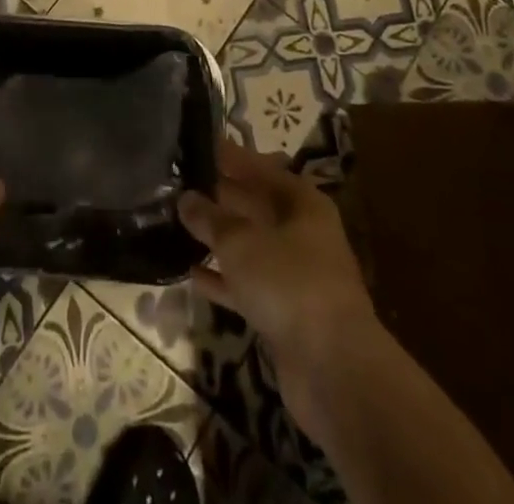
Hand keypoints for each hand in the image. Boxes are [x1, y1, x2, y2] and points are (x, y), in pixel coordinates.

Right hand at [179, 138, 381, 437]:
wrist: (333, 370)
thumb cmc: (289, 283)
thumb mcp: (241, 241)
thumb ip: (210, 218)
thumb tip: (186, 198)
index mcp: (302, 203)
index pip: (261, 167)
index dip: (232, 156)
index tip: (200, 144)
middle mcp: (303, 233)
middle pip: (257, 205)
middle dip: (222, 195)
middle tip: (181, 182)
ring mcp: (296, 276)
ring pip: (251, 246)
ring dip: (219, 238)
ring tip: (180, 223)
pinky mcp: (285, 315)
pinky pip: (248, 286)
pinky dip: (223, 280)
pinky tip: (191, 275)